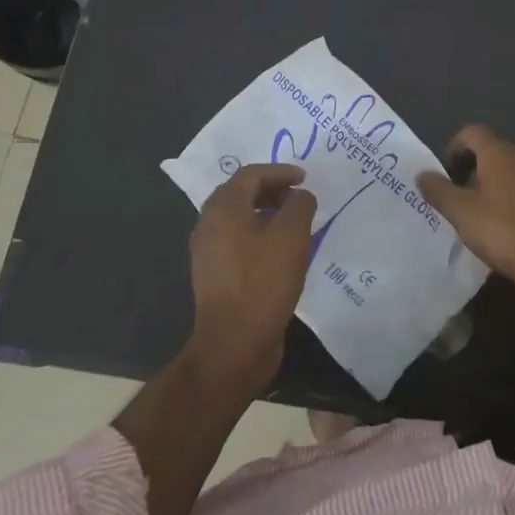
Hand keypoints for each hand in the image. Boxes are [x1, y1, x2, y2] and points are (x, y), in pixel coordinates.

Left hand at [188, 163, 316, 387]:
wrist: (234, 343)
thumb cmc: (263, 282)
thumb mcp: (292, 236)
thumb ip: (300, 205)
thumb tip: (299, 196)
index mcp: (223, 208)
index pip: (251, 174)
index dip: (280, 172)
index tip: (305, 178)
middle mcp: (209, 224)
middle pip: (241, 194)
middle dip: (272, 190)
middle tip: (299, 197)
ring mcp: (209, 252)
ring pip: (239, 219)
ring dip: (267, 214)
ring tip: (295, 223)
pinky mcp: (215, 275)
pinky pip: (238, 241)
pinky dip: (260, 235)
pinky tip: (281, 251)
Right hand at [416, 125, 514, 308]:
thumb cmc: (502, 233)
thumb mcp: (461, 214)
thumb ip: (438, 190)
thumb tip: (423, 174)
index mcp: (500, 153)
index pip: (472, 132)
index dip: (455, 146)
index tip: (447, 172)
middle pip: (495, 150)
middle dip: (476, 167)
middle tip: (464, 196)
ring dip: (500, 181)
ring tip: (489, 211)